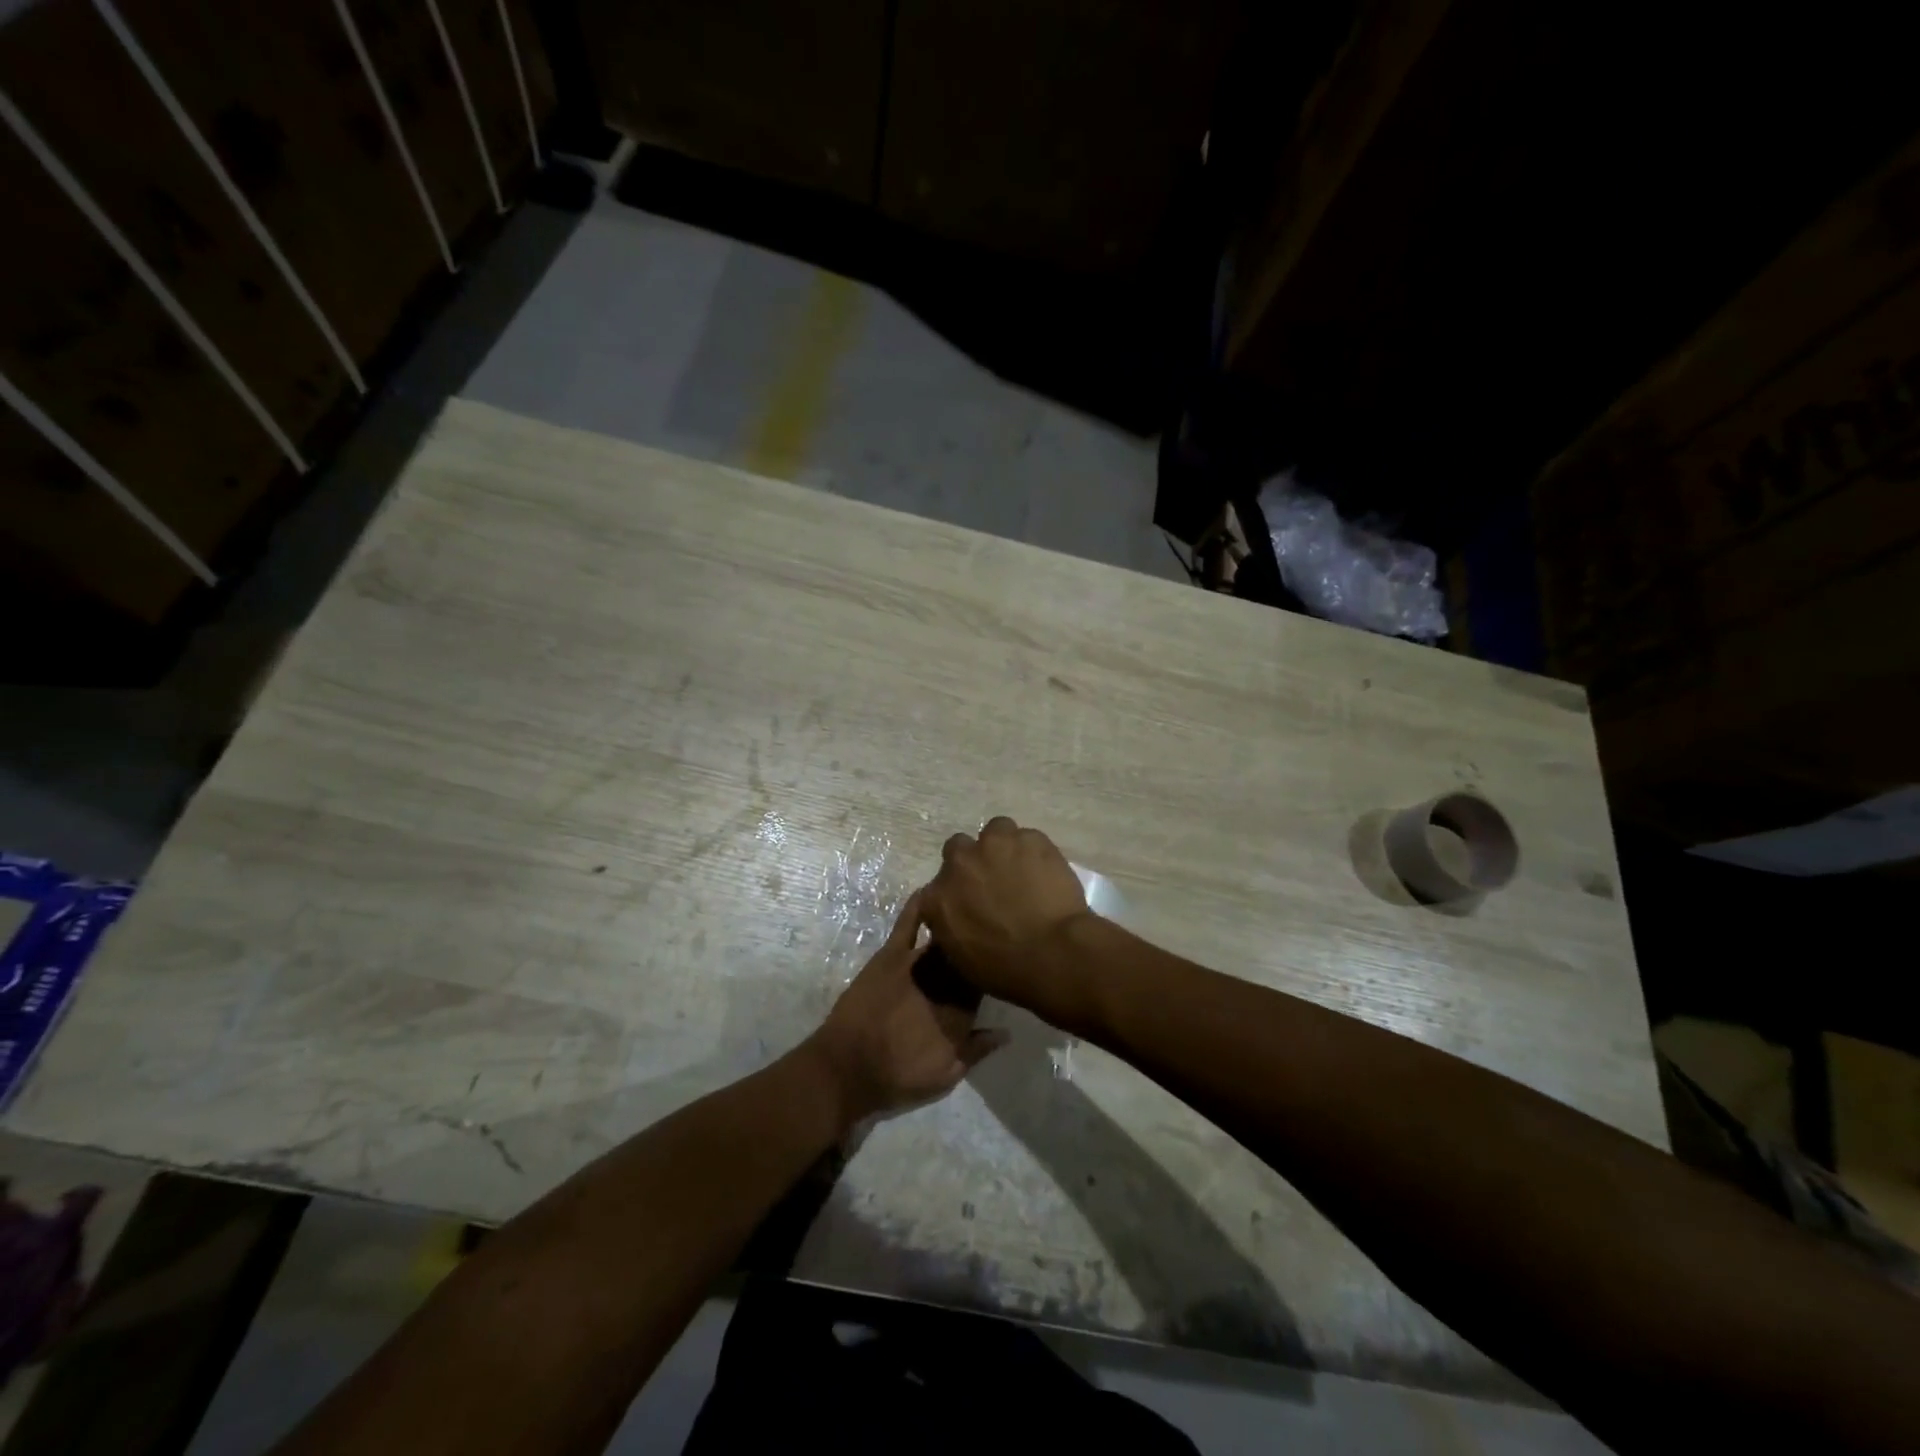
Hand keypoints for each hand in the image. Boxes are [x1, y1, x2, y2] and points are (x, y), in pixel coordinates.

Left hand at [805, 889, 1006, 1127]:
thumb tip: (1007, 1032)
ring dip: (959, 925)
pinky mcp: (890, 956)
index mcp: (961, 1012)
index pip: (985, 984)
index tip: (1001, 962)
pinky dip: (919, 906)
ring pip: (945, 939)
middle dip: (978, 945)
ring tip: (973, 903)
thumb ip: (977, 1051)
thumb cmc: (896, 1078)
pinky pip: (908, 925)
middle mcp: (944, 983)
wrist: (846, 1069)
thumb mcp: (945, 1077)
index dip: (992, 972)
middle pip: (967, 958)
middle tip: (990, 930)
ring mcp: (917, 965)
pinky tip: (932, 889)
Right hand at [923, 816, 1090, 998]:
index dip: (955, 893)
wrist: (1052, 954)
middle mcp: (960, 863)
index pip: (936, 888)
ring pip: (995, 831)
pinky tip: (1046, 872)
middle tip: (994, 881)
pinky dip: (1034, 852)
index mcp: (937, 897)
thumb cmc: (1005, 969)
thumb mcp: (961, 960)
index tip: (970, 904)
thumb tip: (958, 921)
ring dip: (1003, 847)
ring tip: (1021, 869)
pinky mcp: (1031, 839)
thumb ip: (951, 929)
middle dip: (973, 861)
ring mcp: (995, 845)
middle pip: (958, 848)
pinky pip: (1029, 838)